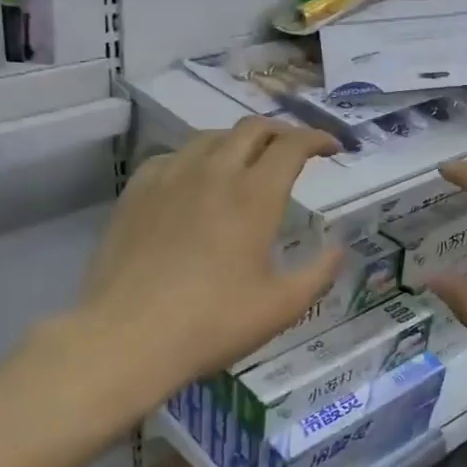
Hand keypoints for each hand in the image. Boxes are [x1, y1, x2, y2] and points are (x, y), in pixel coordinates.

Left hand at [76, 118, 344, 402]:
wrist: (128, 337)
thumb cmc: (213, 323)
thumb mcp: (281, 307)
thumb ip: (319, 273)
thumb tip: (339, 248)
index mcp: (254, 196)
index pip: (292, 146)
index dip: (317, 139)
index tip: (332, 148)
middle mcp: (213, 173)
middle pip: (252, 129)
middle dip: (281, 132)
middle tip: (295, 150)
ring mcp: (169, 178)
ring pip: (210, 138)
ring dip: (239, 142)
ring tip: (247, 163)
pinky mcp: (136, 192)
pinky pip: (172, 157)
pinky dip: (197, 159)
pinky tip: (195, 181)